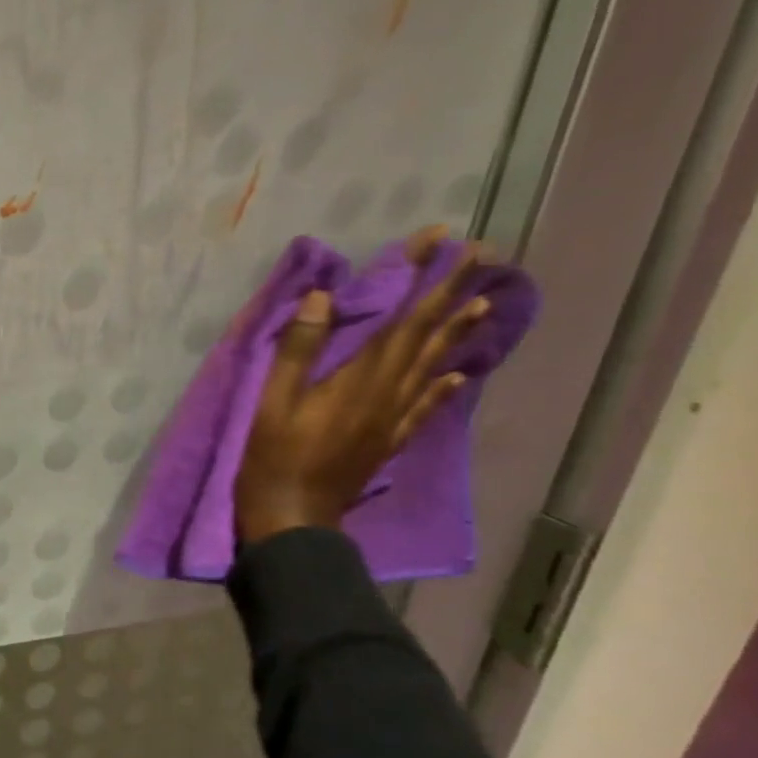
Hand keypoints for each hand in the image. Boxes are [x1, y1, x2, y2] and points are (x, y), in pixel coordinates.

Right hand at [234, 227, 490, 545]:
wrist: (294, 518)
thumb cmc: (273, 457)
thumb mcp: (274, 400)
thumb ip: (299, 349)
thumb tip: (325, 297)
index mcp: (361, 380)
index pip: (401, 318)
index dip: (422, 278)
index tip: (440, 239)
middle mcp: (389, 394)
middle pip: (427, 337)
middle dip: (453, 293)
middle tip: (483, 256)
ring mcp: (393, 420)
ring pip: (434, 367)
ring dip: (457, 333)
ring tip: (483, 302)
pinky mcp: (388, 440)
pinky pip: (427, 405)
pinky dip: (446, 385)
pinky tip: (460, 374)